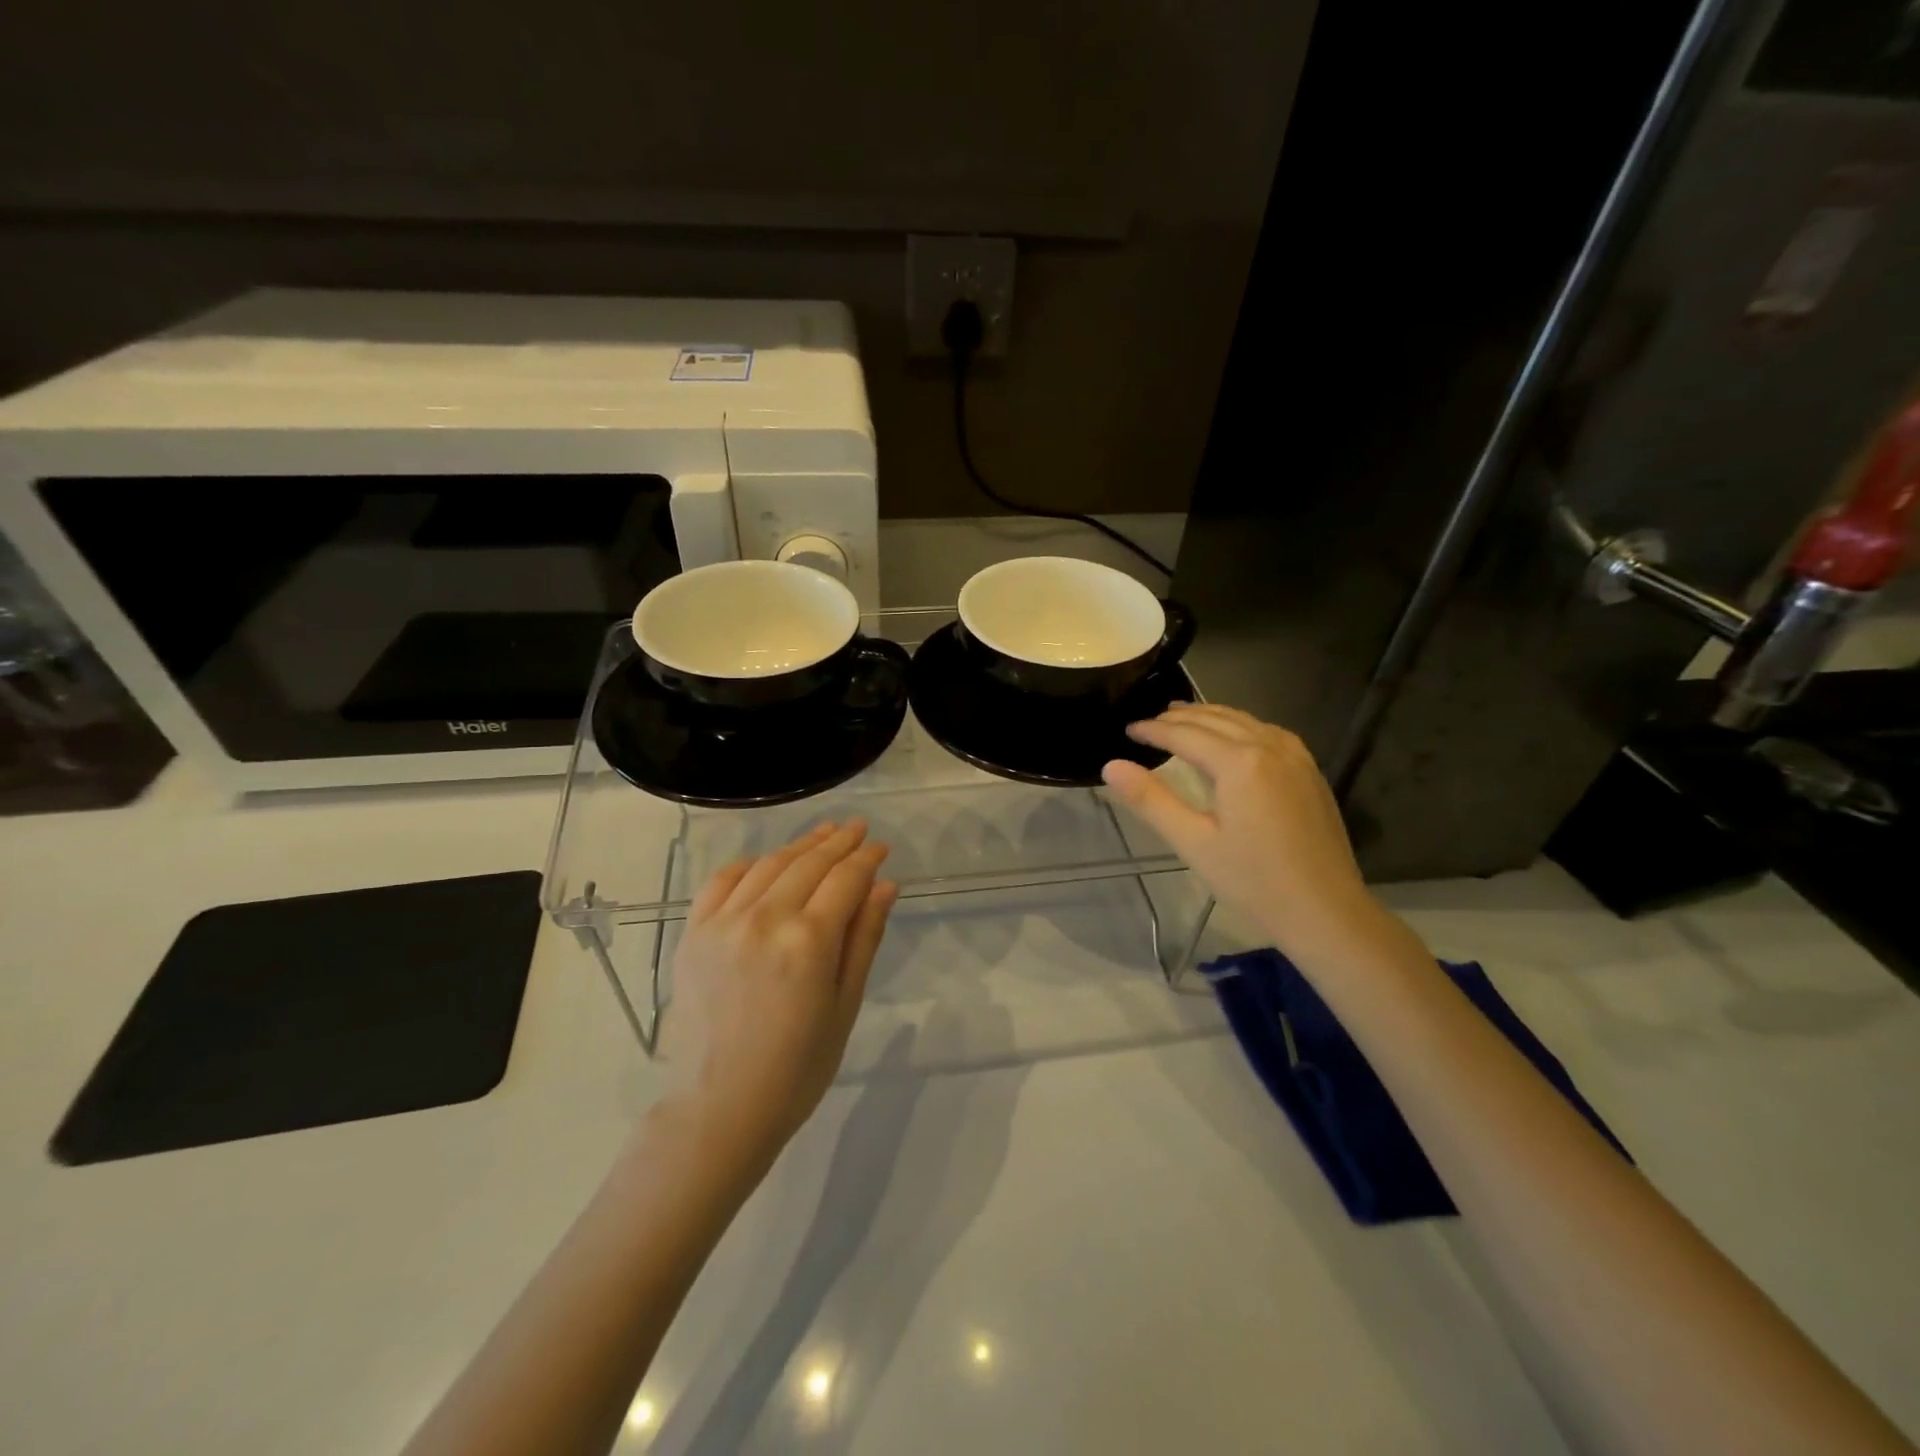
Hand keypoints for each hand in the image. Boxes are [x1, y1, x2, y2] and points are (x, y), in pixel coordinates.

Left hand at [663, 820, 896, 1164]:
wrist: (720, 1107)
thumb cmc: (797, 1067)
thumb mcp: (845, 1004)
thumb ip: (864, 938)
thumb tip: (885, 884)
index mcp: (808, 940)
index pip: (845, 879)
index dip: (866, 858)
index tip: (880, 846)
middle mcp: (764, 918)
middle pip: (808, 863)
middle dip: (838, 842)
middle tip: (857, 828)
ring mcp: (723, 922)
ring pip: (769, 864)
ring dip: (799, 845)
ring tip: (822, 834)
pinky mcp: (693, 932)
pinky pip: (722, 881)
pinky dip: (749, 864)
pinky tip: (766, 861)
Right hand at [1101, 704, 1384, 961]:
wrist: (1327, 911)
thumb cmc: (1253, 882)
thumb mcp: (1193, 843)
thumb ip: (1151, 800)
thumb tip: (1111, 766)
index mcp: (1239, 762)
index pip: (1184, 734)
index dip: (1152, 730)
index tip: (1127, 729)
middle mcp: (1269, 746)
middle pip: (1216, 719)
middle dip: (1179, 717)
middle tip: (1149, 722)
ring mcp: (1295, 756)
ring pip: (1244, 720)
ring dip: (1209, 716)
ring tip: (1182, 719)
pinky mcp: (1309, 770)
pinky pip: (1267, 732)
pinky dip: (1239, 725)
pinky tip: (1231, 737)